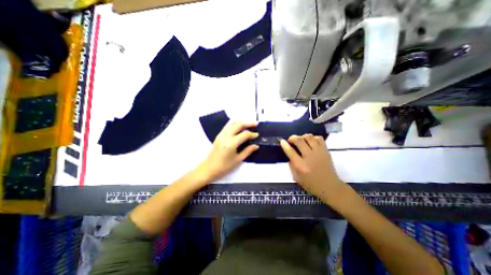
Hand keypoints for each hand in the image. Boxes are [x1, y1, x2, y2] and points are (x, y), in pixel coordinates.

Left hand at [196, 120, 257, 182]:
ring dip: (241, 122)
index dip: (252, 134)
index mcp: (231, 143)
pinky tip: (239, 127)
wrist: (209, 168)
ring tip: (248, 124)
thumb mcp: (238, 160)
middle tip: (256, 124)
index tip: (257, 135)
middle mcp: (226, 135)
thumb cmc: (225, 166)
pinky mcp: (219, 135)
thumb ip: (248, 151)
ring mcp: (221, 134)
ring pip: (232, 122)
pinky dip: (235, 124)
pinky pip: (228, 125)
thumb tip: (256, 145)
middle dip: (248, 123)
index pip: (244, 134)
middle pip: (238, 124)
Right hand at [282, 134, 346, 205]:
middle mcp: (310, 157)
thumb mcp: (297, 178)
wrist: (330, 187)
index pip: (290, 151)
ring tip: (301, 141)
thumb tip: (289, 154)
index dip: (284, 145)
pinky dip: (313, 138)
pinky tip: (310, 142)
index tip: (282, 141)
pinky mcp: (326, 151)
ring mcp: (319, 152)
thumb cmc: (311, 184)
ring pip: (309, 137)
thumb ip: (291, 165)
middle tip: (291, 140)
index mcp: (301, 166)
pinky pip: (319, 138)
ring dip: (302, 137)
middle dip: (292, 138)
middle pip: (299, 140)